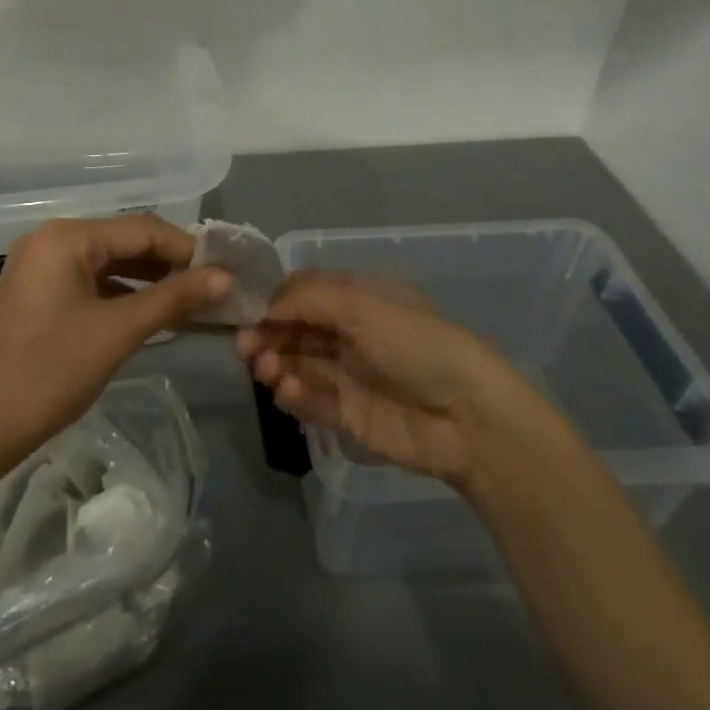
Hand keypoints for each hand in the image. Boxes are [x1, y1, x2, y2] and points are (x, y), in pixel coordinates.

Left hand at [0, 215, 230, 472]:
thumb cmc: (49, 373)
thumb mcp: (117, 332)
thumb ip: (172, 299)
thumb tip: (224, 277)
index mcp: (67, 237)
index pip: (142, 229)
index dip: (187, 248)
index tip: (226, 271)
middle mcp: (51, 239)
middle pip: (124, 241)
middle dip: (169, 263)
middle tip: (214, 287)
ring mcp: (40, 265)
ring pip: (108, 262)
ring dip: (148, 278)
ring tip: (191, 300)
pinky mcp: (37, 291)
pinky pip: (89, 281)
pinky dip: (121, 293)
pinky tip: (150, 311)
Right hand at [236, 271, 545, 492]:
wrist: (466, 417)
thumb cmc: (414, 344)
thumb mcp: (360, 304)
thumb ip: (306, 298)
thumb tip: (263, 304)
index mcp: (356, 297)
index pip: (302, 292)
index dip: (271, 299)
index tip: (242, 310)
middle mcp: (348, 331)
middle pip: (293, 328)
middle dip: (266, 334)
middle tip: (245, 348)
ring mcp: (347, 374)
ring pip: (296, 363)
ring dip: (275, 364)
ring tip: (265, 370)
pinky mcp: (348, 414)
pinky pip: (309, 399)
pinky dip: (293, 394)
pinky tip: (288, 391)